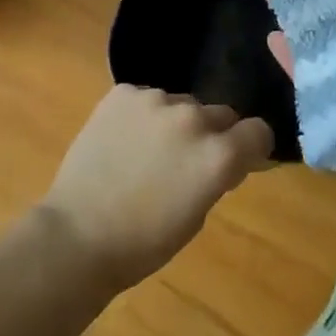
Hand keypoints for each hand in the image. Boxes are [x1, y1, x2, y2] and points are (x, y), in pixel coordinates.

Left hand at [42, 85, 273, 292]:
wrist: (78, 234)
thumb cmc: (143, 242)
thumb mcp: (196, 217)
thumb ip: (216, 176)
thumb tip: (225, 158)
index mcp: (217, 154)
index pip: (258, 131)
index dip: (252, 146)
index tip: (241, 158)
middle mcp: (192, 118)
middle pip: (220, 113)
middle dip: (213, 134)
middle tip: (187, 161)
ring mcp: (155, 100)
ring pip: (181, 104)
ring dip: (175, 122)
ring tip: (147, 151)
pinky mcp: (123, 92)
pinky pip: (146, 97)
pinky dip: (143, 115)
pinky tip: (124, 140)